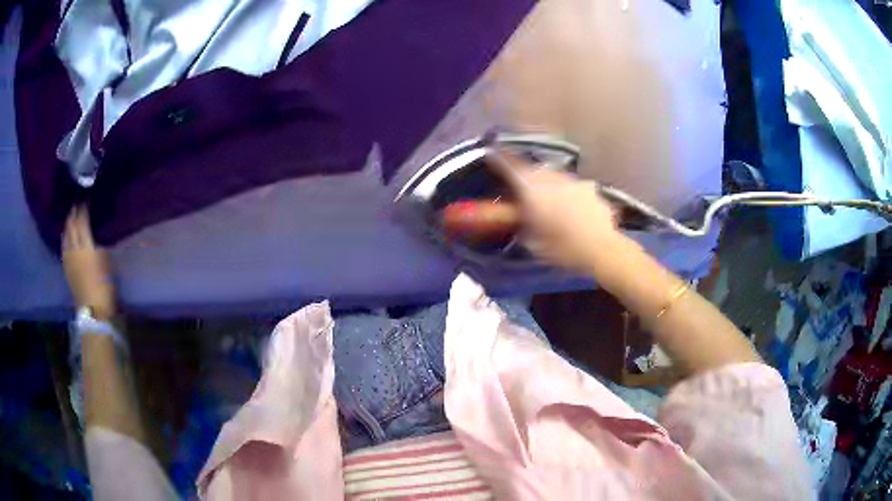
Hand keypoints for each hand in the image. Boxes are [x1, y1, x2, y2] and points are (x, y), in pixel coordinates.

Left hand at [62, 205, 115, 319]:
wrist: (93, 309)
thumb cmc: (104, 286)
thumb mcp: (105, 262)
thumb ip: (99, 245)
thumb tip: (96, 233)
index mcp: (86, 246)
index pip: (82, 222)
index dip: (83, 210)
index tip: (85, 200)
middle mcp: (75, 249)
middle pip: (72, 227)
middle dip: (73, 215)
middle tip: (76, 204)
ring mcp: (69, 259)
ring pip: (66, 236)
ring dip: (67, 225)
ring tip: (69, 217)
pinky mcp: (66, 268)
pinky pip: (63, 247)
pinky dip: (64, 238)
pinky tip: (65, 236)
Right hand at [489, 153, 624, 272]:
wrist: (601, 249)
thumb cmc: (562, 248)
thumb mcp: (532, 240)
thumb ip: (520, 222)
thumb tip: (513, 215)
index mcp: (532, 189)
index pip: (510, 166)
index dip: (499, 160)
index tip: (491, 155)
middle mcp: (551, 177)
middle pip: (533, 169)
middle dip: (526, 176)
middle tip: (522, 188)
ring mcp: (573, 180)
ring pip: (554, 176)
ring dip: (548, 184)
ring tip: (549, 201)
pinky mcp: (590, 188)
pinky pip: (573, 187)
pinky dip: (569, 194)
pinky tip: (573, 209)